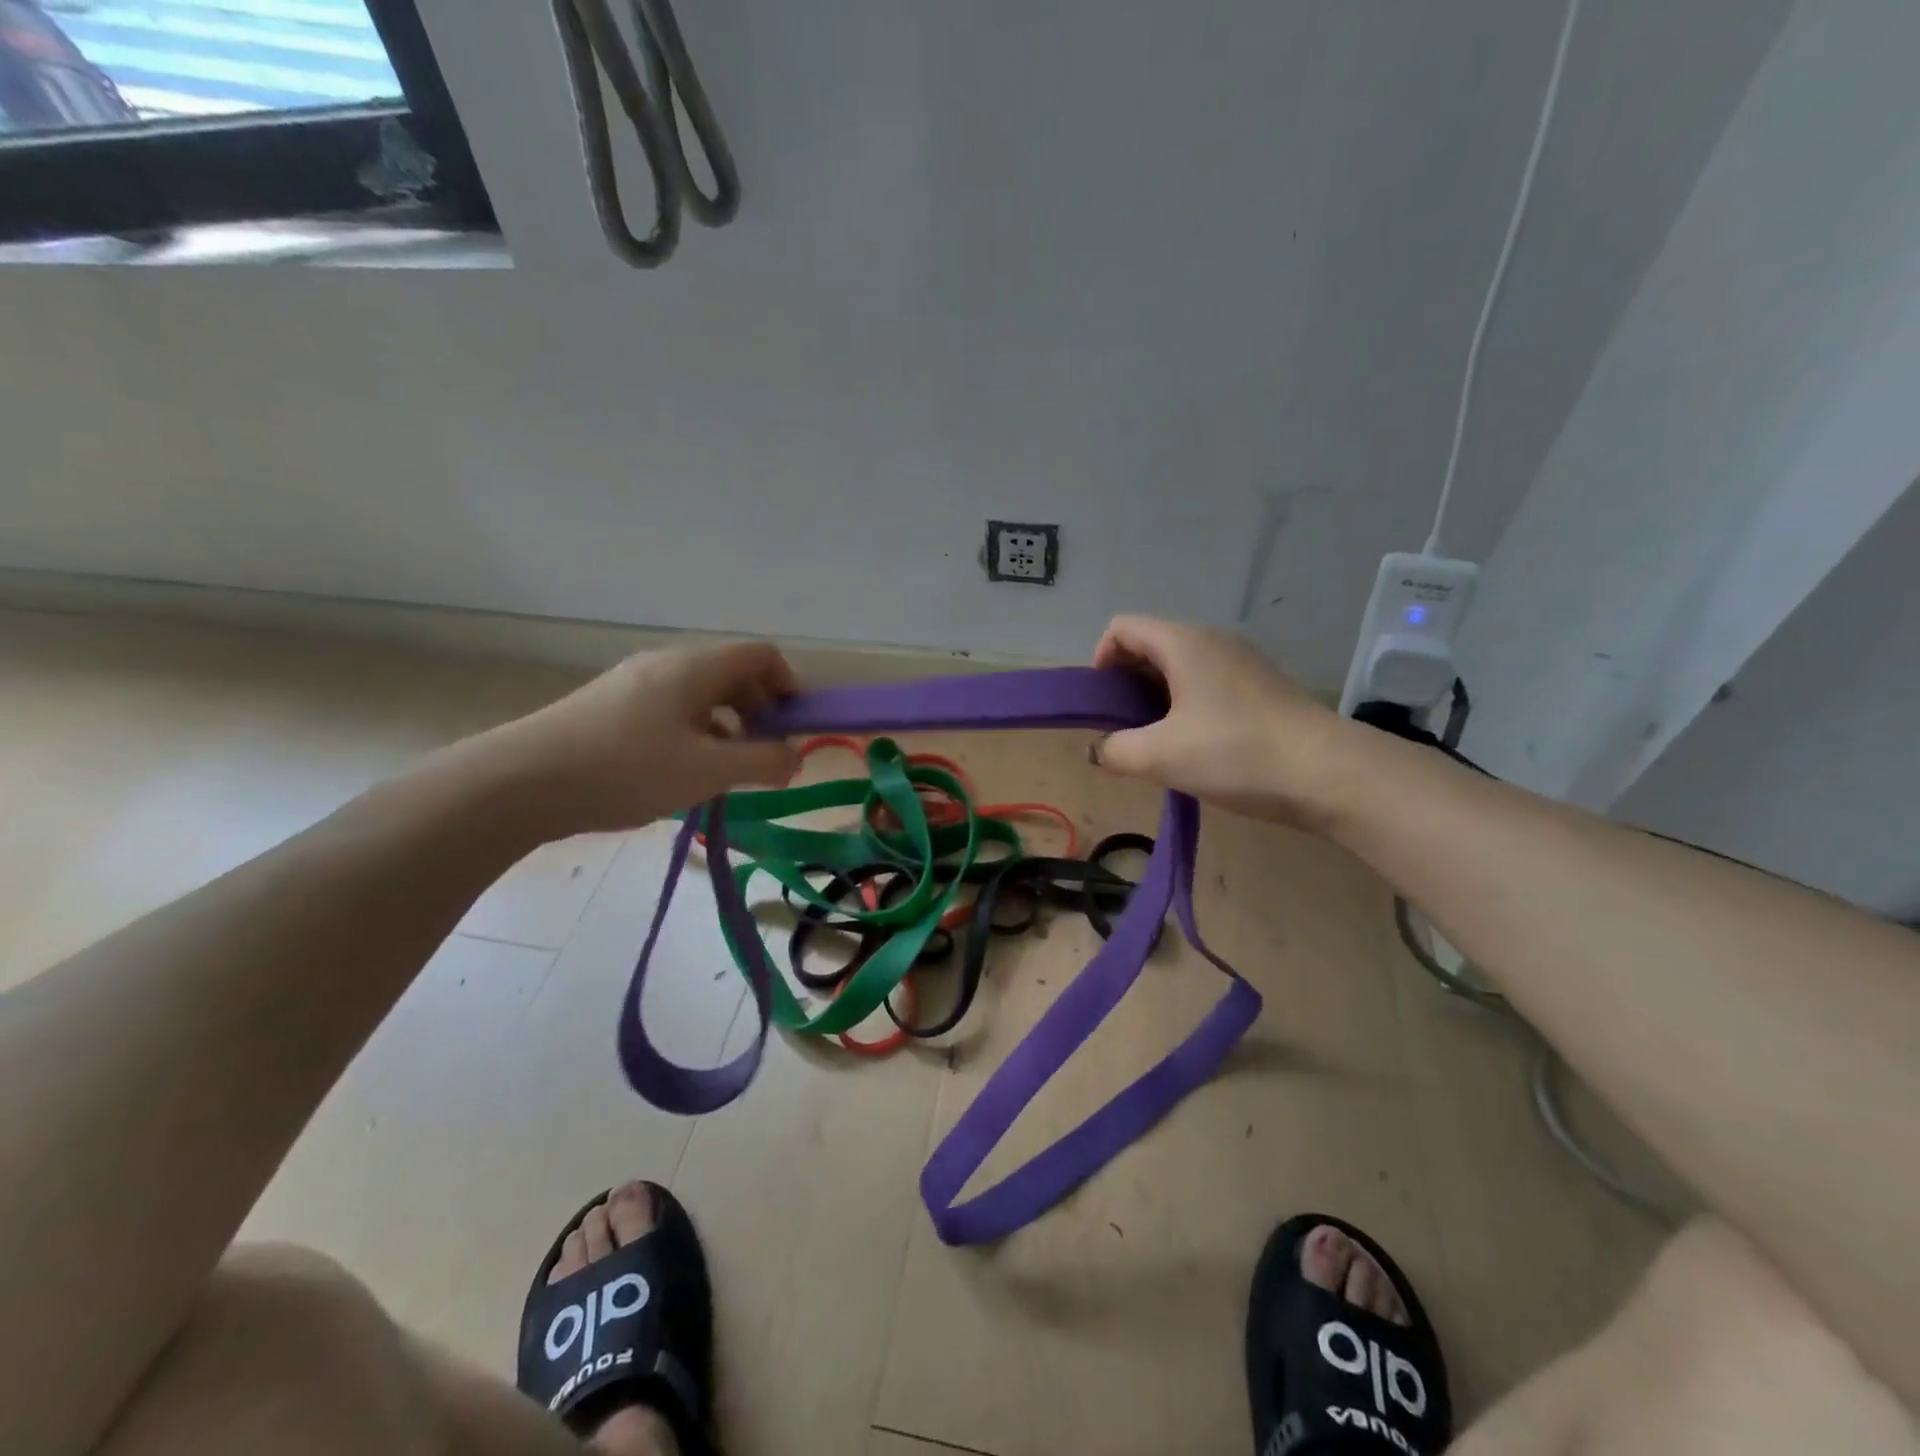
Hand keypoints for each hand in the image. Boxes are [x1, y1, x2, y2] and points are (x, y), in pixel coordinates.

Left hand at [477, 641, 801, 839]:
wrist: (521, 782)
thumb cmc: (626, 769)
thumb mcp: (707, 771)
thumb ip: (762, 762)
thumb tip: (793, 757)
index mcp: (695, 667)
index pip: (761, 654)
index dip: (789, 685)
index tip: (794, 729)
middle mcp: (667, 663)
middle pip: (732, 673)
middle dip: (760, 711)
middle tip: (763, 756)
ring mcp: (634, 683)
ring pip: (701, 695)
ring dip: (727, 726)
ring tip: (724, 771)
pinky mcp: (610, 707)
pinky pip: (671, 709)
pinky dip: (694, 733)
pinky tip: (681, 773)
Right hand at [1091, 615, 1352, 828]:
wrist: (1330, 773)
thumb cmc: (1235, 753)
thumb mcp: (1160, 757)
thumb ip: (1115, 750)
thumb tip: (1102, 750)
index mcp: (1183, 642)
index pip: (1122, 628)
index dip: (1100, 661)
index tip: (1103, 706)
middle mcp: (1213, 640)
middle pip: (1150, 646)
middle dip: (1126, 684)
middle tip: (1124, 730)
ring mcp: (1243, 662)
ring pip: (1181, 668)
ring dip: (1156, 699)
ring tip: (1157, 744)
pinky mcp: (1263, 687)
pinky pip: (1208, 684)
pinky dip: (1187, 707)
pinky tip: (1195, 747)